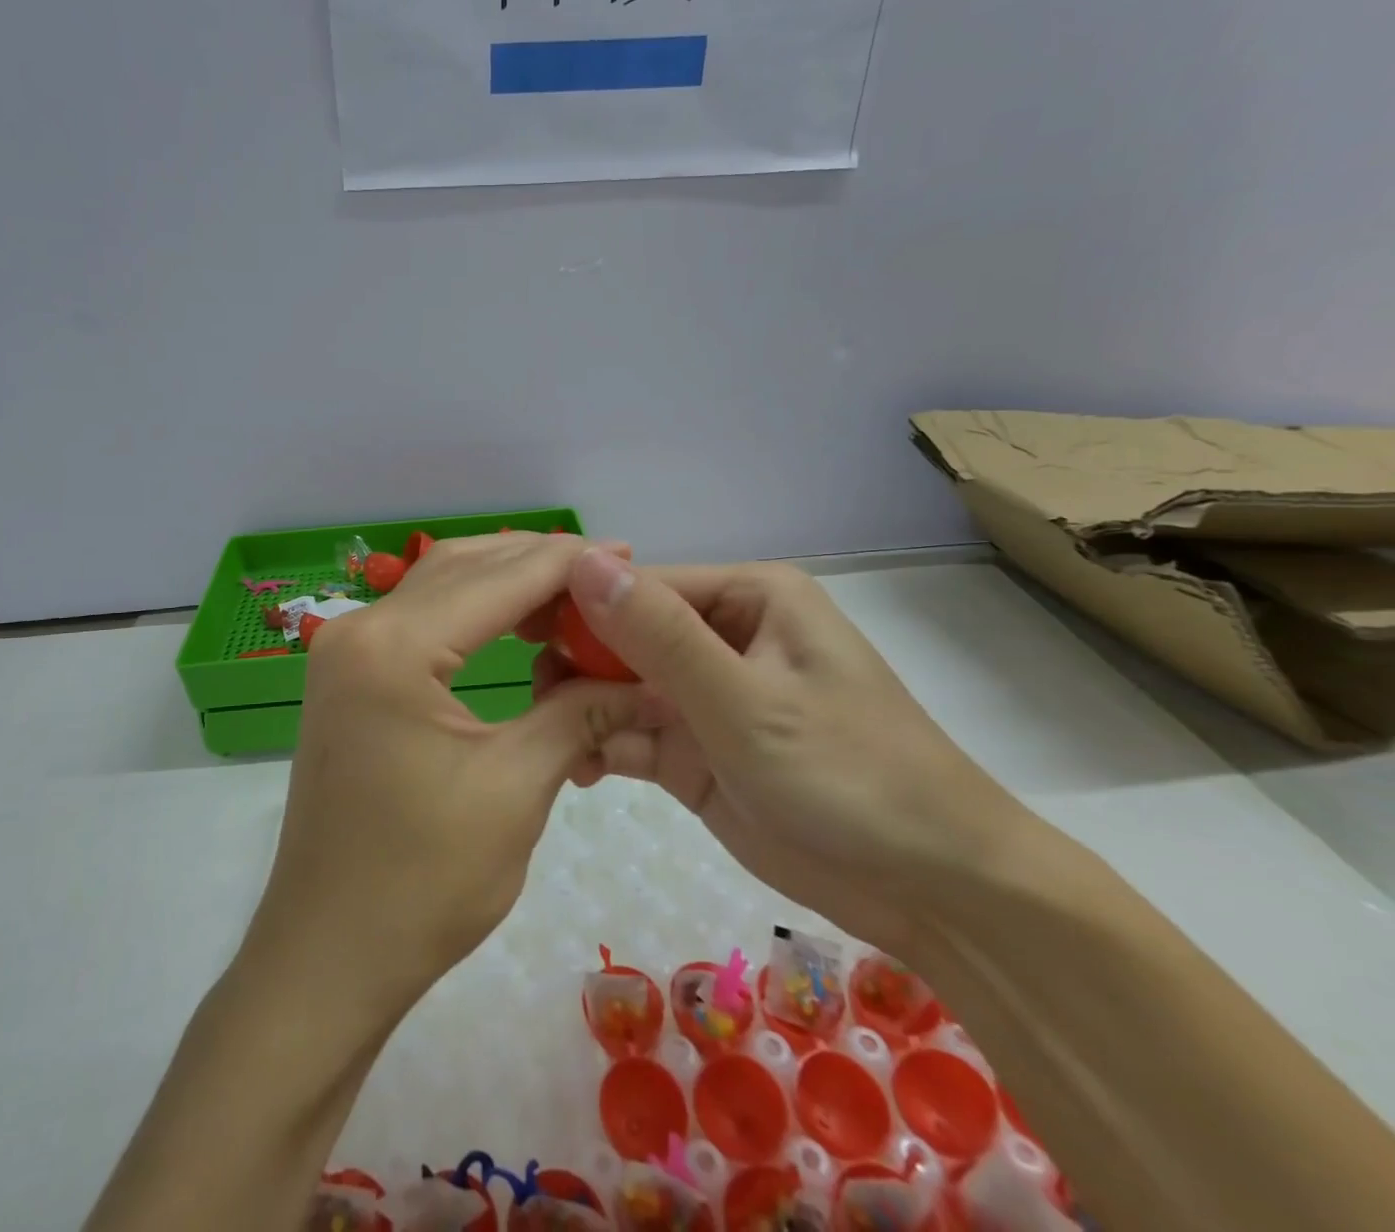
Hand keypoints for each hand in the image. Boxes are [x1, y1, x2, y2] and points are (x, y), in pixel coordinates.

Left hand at [243, 534, 652, 1023]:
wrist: (328, 955)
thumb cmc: (423, 883)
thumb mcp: (517, 789)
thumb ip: (583, 714)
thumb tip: (652, 682)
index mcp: (393, 647)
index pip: (498, 578)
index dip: (568, 562)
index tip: (629, 555)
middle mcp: (359, 629)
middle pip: (463, 567)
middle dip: (536, 562)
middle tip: (608, 574)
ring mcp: (344, 651)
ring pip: (439, 587)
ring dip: (504, 582)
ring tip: (572, 596)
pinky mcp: (347, 677)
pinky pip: (419, 621)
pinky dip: (472, 613)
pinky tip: (517, 628)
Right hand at [531, 552, 1033, 954]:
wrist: (934, 892)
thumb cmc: (849, 776)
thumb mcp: (745, 701)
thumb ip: (659, 635)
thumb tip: (581, 560)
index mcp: (747, 597)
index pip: (640, 586)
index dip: (579, 605)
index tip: (520, 633)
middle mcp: (722, 635)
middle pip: (624, 635)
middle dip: (579, 664)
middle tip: (535, 699)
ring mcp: (706, 696)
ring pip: (620, 686)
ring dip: (585, 709)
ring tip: (552, 739)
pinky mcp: (696, 749)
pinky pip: (633, 733)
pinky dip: (603, 747)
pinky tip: (579, 770)